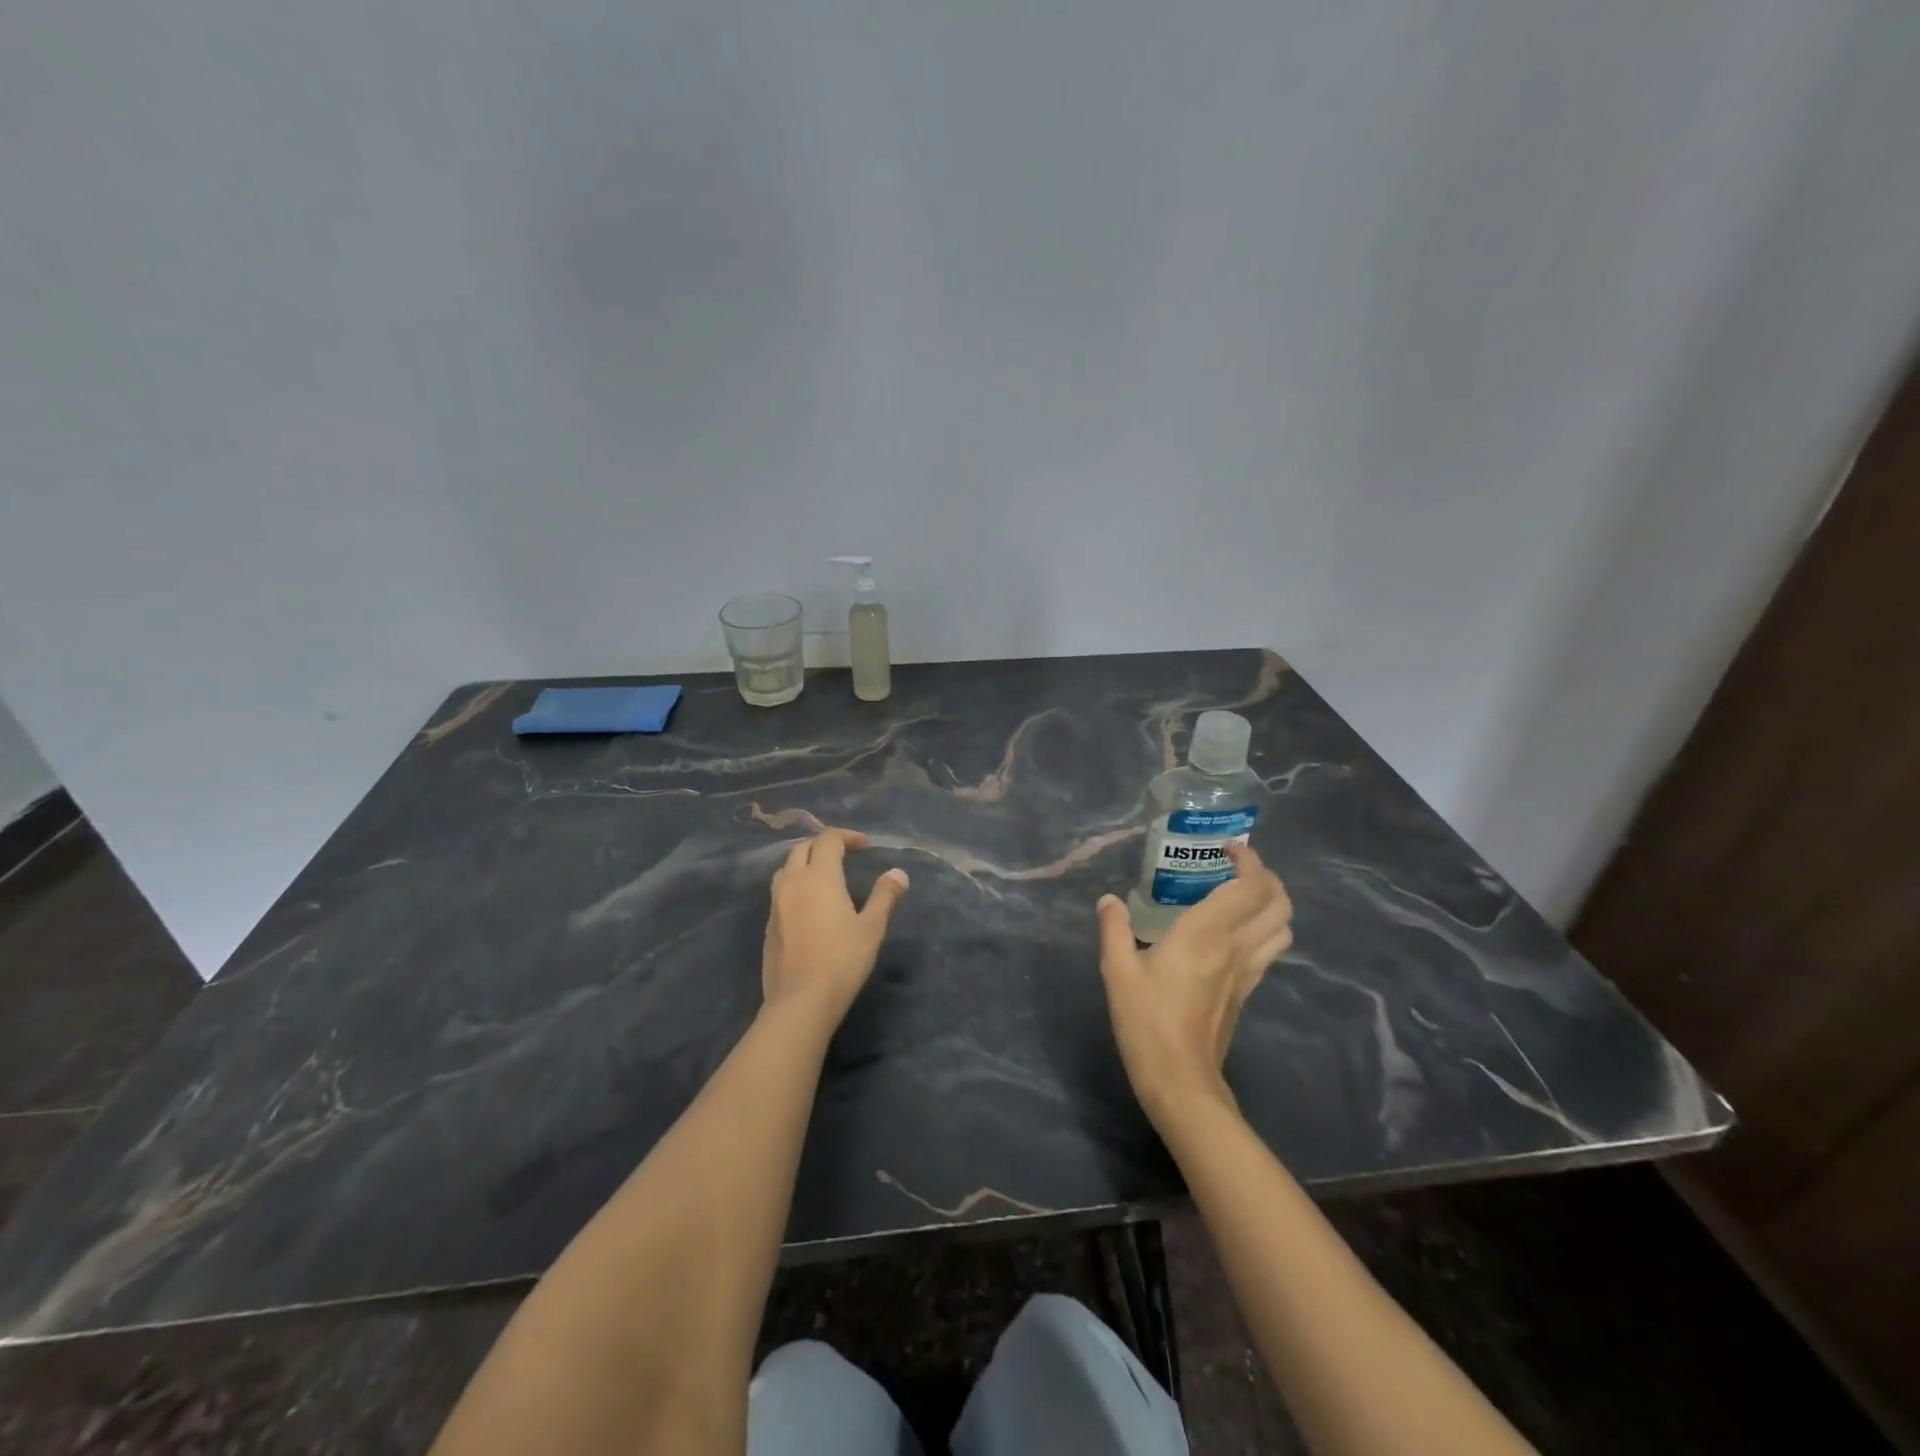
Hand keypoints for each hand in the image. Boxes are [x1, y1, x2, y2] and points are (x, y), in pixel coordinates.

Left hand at [762, 829, 909, 1025]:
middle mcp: (793, 882)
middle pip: (803, 848)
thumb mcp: (872, 928)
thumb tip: (898, 873)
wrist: (800, 1001)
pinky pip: (780, 891)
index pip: (828, 840)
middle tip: (845, 855)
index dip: (847, 836)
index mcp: (819, 877)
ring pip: (786, 868)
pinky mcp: (769, 924)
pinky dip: (795, 885)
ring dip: (805, 862)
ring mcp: (775, 903)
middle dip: (824, 845)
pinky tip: (809, 905)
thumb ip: (884, 896)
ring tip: (825, 875)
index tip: (865, 846)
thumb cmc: (842, 960)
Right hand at [1096, 842, 1292, 1124]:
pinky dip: (1265, 928)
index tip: (1228, 848)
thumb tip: (1109, 900)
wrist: (1180, 1080)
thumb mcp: (1118, 971)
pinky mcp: (1248, 991)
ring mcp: (1247, 971)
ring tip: (1243, 894)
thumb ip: (1114, 929)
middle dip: (1267, 877)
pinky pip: (1270, 949)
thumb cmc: (1146, 1022)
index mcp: (1205, 934)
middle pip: (1278, 903)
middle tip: (1238, 867)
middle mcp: (1235, 947)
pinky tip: (1237, 931)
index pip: (1247, 887)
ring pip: (1283, 927)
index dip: (1248, 861)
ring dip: (1273, 903)